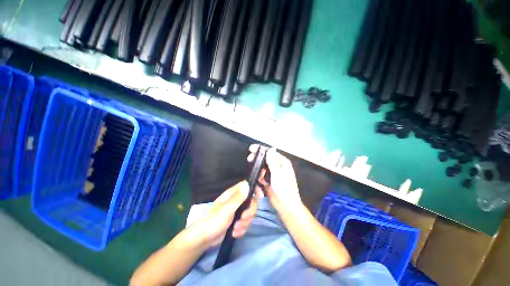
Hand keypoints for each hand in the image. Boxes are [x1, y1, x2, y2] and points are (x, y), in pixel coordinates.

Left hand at [192, 181, 262, 247]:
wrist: (203, 239)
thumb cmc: (213, 221)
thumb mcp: (227, 209)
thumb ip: (238, 197)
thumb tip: (248, 184)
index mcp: (233, 194)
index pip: (247, 186)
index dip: (255, 189)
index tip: (260, 196)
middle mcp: (236, 201)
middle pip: (251, 202)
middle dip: (249, 213)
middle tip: (242, 219)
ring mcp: (237, 212)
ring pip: (249, 214)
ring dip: (244, 224)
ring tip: (235, 229)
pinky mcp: (237, 222)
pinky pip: (245, 224)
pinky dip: (241, 229)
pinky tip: (234, 233)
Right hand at [248, 145, 302, 214]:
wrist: (286, 207)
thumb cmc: (284, 189)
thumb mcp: (278, 174)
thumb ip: (272, 161)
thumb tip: (270, 149)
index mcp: (282, 163)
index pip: (270, 152)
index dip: (261, 149)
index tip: (251, 149)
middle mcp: (278, 167)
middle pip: (265, 159)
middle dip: (257, 161)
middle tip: (249, 160)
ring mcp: (272, 174)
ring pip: (261, 168)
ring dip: (258, 173)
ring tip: (261, 181)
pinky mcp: (268, 181)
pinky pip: (261, 177)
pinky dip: (259, 180)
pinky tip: (260, 187)